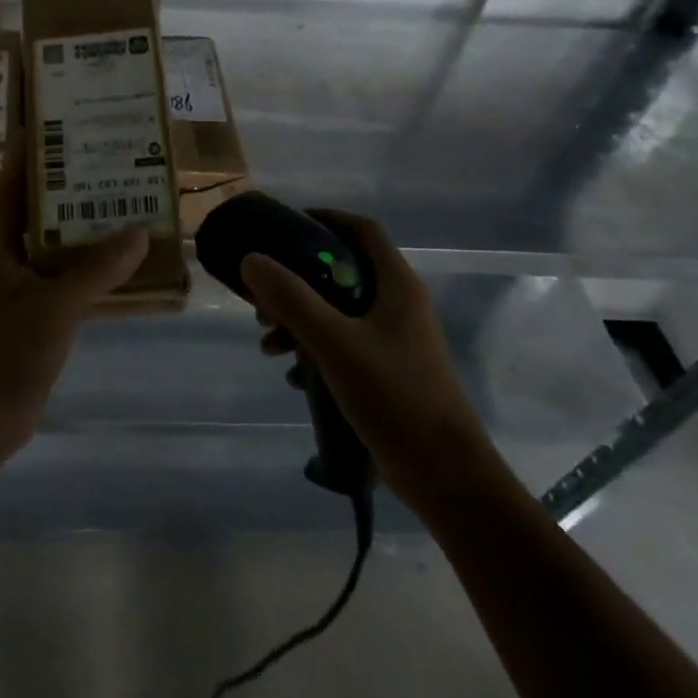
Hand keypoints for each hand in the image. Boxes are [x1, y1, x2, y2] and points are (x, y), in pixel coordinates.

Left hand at [0, 138, 147, 453]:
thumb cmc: (9, 348)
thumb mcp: (56, 304)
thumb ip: (98, 268)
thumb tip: (141, 232)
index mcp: (0, 237)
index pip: (16, 177)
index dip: (36, 147)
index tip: (66, 119)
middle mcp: (11, 249)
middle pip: (44, 202)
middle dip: (75, 181)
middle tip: (115, 154)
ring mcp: (27, 279)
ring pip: (61, 237)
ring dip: (90, 222)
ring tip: (131, 197)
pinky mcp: (42, 306)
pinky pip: (73, 271)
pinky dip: (97, 261)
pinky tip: (130, 256)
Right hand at [244, 209, 494, 512]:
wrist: (446, 478)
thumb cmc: (395, 396)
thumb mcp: (335, 342)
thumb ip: (291, 298)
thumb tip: (251, 259)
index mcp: (397, 285)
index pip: (362, 230)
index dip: (325, 219)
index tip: (284, 227)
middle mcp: (398, 305)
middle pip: (342, 272)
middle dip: (298, 281)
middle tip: (264, 299)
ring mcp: (395, 341)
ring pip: (338, 311)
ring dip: (300, 320)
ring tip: (269, 345)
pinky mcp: (387, 372)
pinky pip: (343, 345)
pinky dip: (314, 350)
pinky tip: (293, 376)